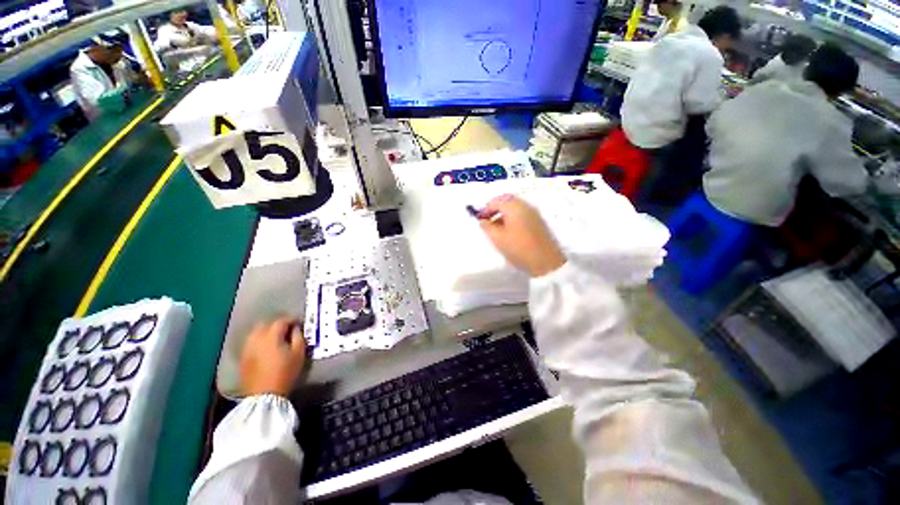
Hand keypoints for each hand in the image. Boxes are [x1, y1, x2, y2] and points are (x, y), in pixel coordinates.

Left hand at [240, 317, 305, 396]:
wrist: (264, 395)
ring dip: (266, 332)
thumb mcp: (299, 354)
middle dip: (277, 324)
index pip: (282, 321)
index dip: (292, 320)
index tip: (299, 322)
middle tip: (287, 329)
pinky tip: (266, 348)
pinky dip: (259, 341)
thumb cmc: (285, 373)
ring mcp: (247, 348)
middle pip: (266, 324)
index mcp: (271, 336)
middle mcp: (256, 339)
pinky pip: (251, 343)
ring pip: (256, 333)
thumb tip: (295, 329)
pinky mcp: (243, 358)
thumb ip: (298, 337)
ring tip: (276, 338)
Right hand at [478, 194, 565, 276]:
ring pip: (515, 207)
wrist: (546, 262)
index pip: (495, 201)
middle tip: (487, 221)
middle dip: (495, 209)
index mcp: (514, 207)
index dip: (485, 209)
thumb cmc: (519, 248)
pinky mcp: (539, 222)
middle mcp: (525, 205)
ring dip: (503, 214)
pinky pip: (522, 214)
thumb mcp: (497, 238)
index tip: (479, 220)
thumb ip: (487, 227)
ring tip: (496, 229)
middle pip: (506, 201)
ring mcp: (534, 213)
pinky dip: (512, 218)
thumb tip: (482, 220)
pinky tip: (509, 231)